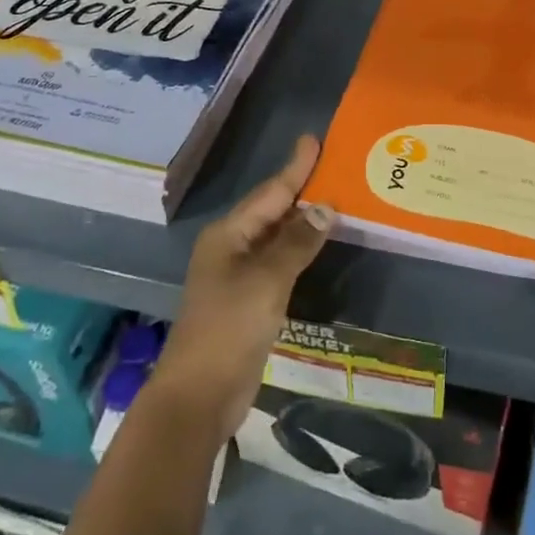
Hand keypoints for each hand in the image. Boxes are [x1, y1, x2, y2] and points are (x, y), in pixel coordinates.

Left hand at [148, 136, 334, 442]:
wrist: (200, 394)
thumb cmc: (229, 328)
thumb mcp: (267, 280)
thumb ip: (297, 242)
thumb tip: (325, 208)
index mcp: (229, 234)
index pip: (270, 192)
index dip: (294, 167)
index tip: (313, 140)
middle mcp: (232, 247)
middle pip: (272, 210)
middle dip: (301, 189)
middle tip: (334, 168)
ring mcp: (239, 275)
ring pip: (277, 237)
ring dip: (303, 220)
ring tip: (335, 201)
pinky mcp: (249, 300)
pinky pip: (279, 262)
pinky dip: (300, 250)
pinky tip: (318, 246)